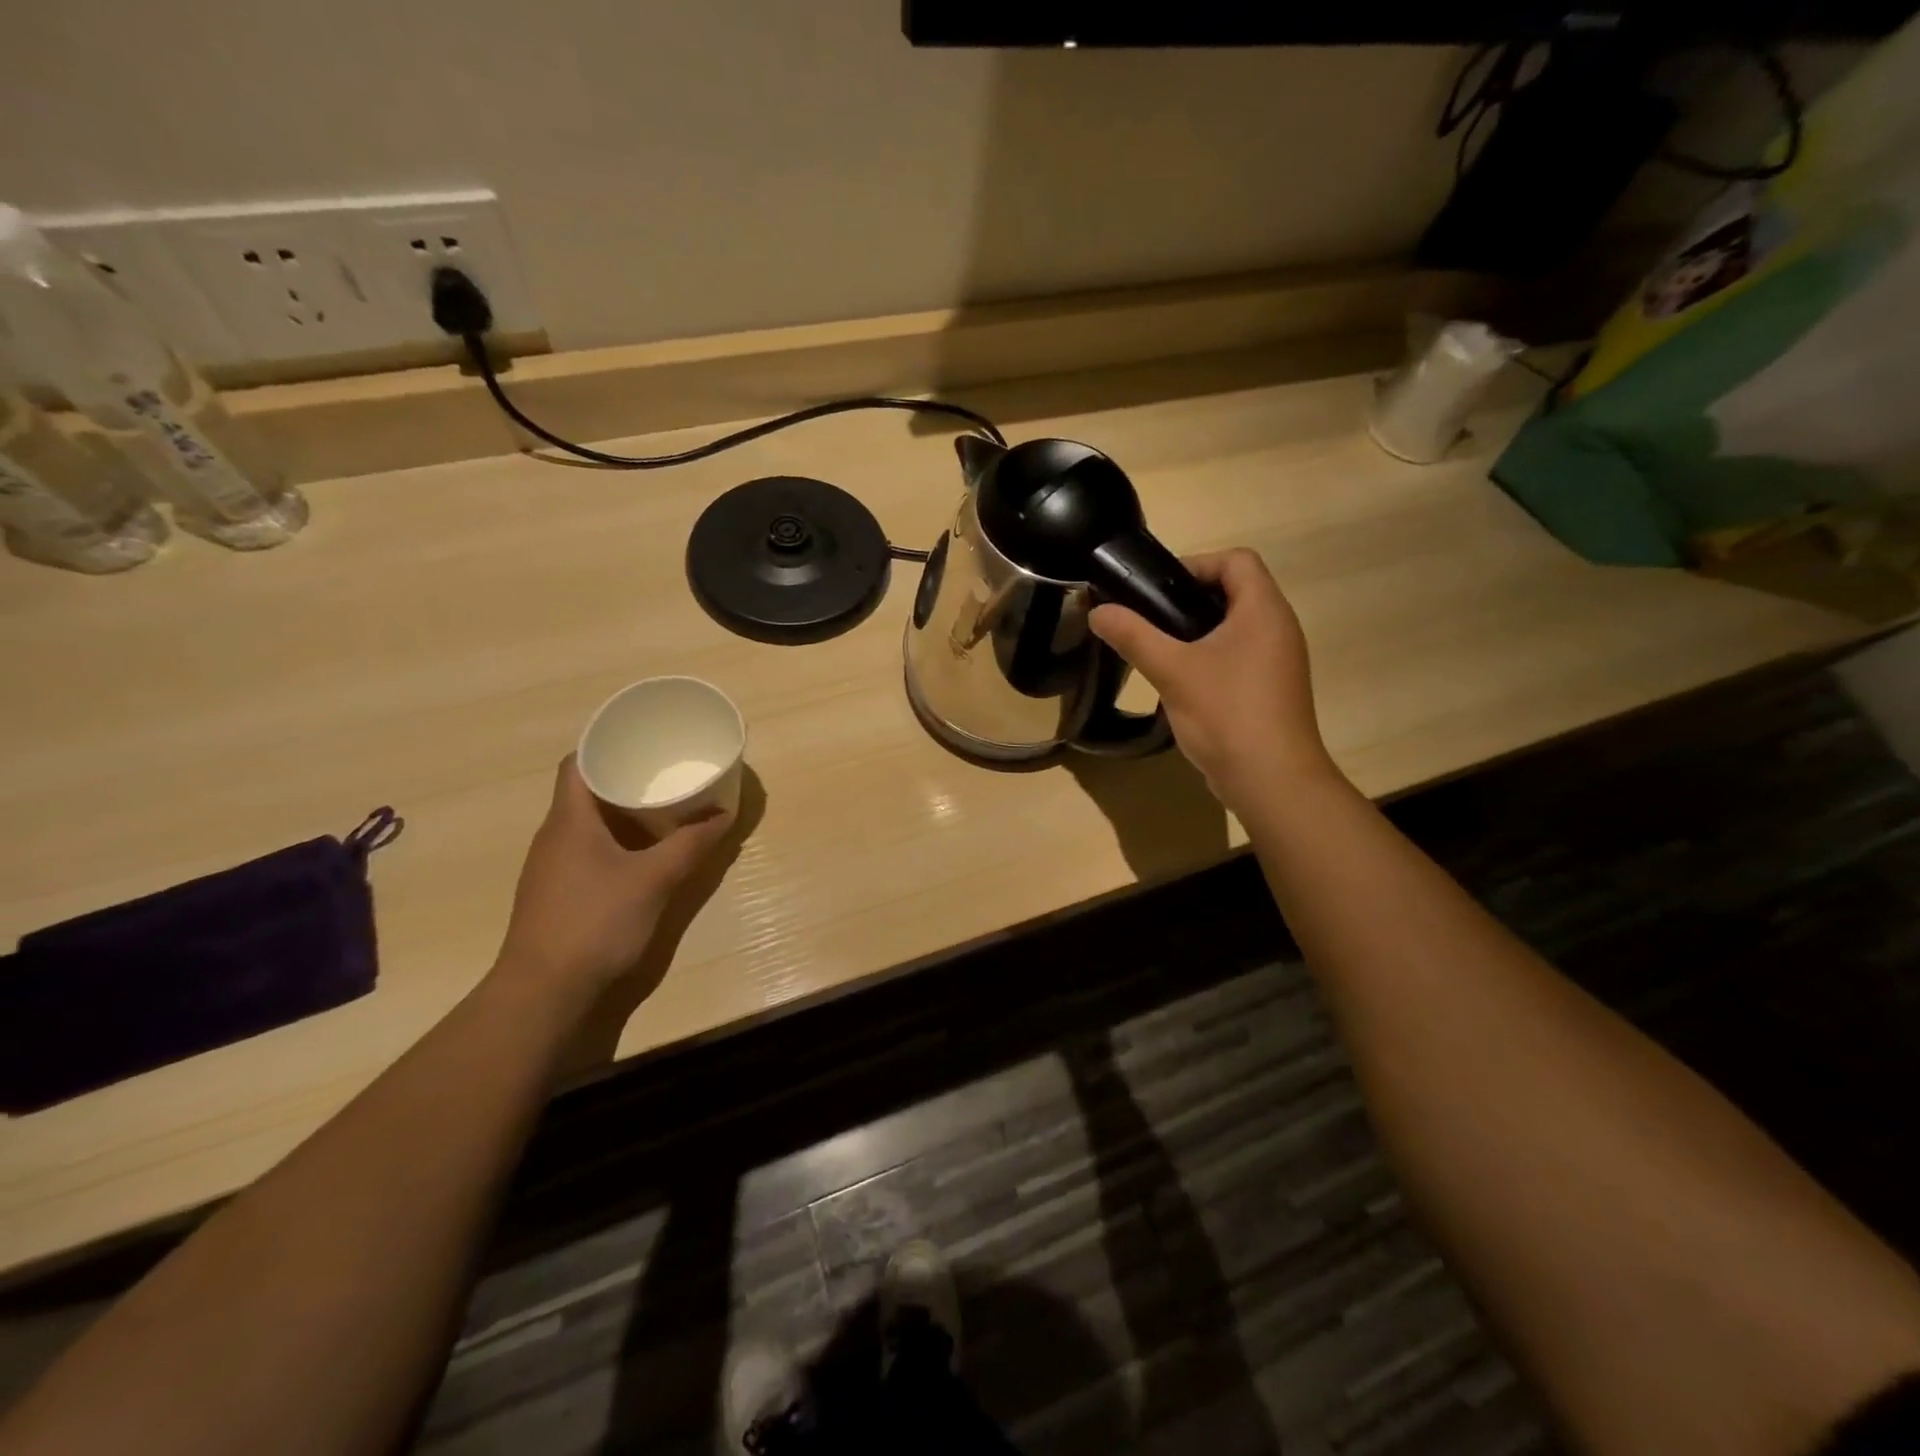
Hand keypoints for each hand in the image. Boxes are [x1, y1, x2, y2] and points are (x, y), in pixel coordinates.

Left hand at [492, 756, 735, 1000]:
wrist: (544, 992)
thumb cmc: (595, 922)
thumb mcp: (654, 879)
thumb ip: (691, 845)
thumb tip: (724, 814)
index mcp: (569, 820)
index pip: (578, 762)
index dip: (606, 744)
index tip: (643, 740)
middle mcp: (554, 836)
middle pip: (587, 791)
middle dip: (627, 778)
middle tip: (667, 772)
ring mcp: (553, 867)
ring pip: (590, 823)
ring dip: (624, 813)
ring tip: (665, 808)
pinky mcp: (560, 893)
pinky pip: (590, 850)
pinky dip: (618, 842)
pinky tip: (645, 854)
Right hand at [1090, 549, 1338, 816]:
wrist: (1272, 780)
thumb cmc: (1226, 713)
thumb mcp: (1172, 670)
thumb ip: (1134, 636)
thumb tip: (1098, 611)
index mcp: (1263, 611)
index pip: (1237, 560)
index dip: (1196, 564)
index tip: (1157, 590)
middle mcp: (1278, 628)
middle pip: (1236, 591)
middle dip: (1190, 599)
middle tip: (1150, 619)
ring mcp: (1278, 661)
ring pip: (1236, 627)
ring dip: (1198, 631)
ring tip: (1160, 650)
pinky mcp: (1271, 689)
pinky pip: (1240, 656)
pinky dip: (1211, 657)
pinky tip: (1181, 682)